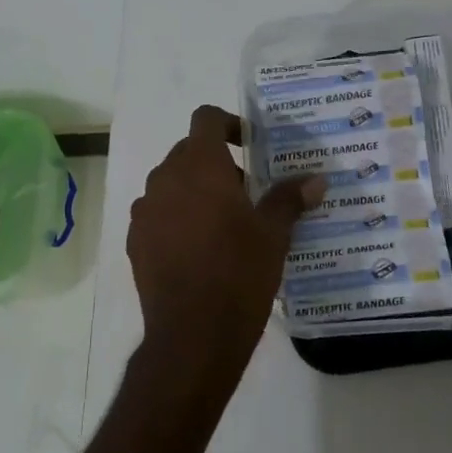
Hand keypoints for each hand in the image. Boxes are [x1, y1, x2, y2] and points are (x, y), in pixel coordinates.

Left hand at [128, 106, 325, 377]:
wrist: (192, 334)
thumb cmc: (239, 274)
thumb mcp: (273, 235)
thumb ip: (289, 199)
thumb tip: (316, 180)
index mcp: (199, 166)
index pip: (206, 118)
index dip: (228, 123)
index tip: (249, 145)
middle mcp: (165, 179)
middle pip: (188, 152)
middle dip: (217, 164)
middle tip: (247, 193)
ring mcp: (144, 211)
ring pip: (171, 184)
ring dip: (194, 191)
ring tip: (223, 224)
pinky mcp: (135, 241)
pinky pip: (157, 215)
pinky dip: (176, 218)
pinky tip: (198, 250)